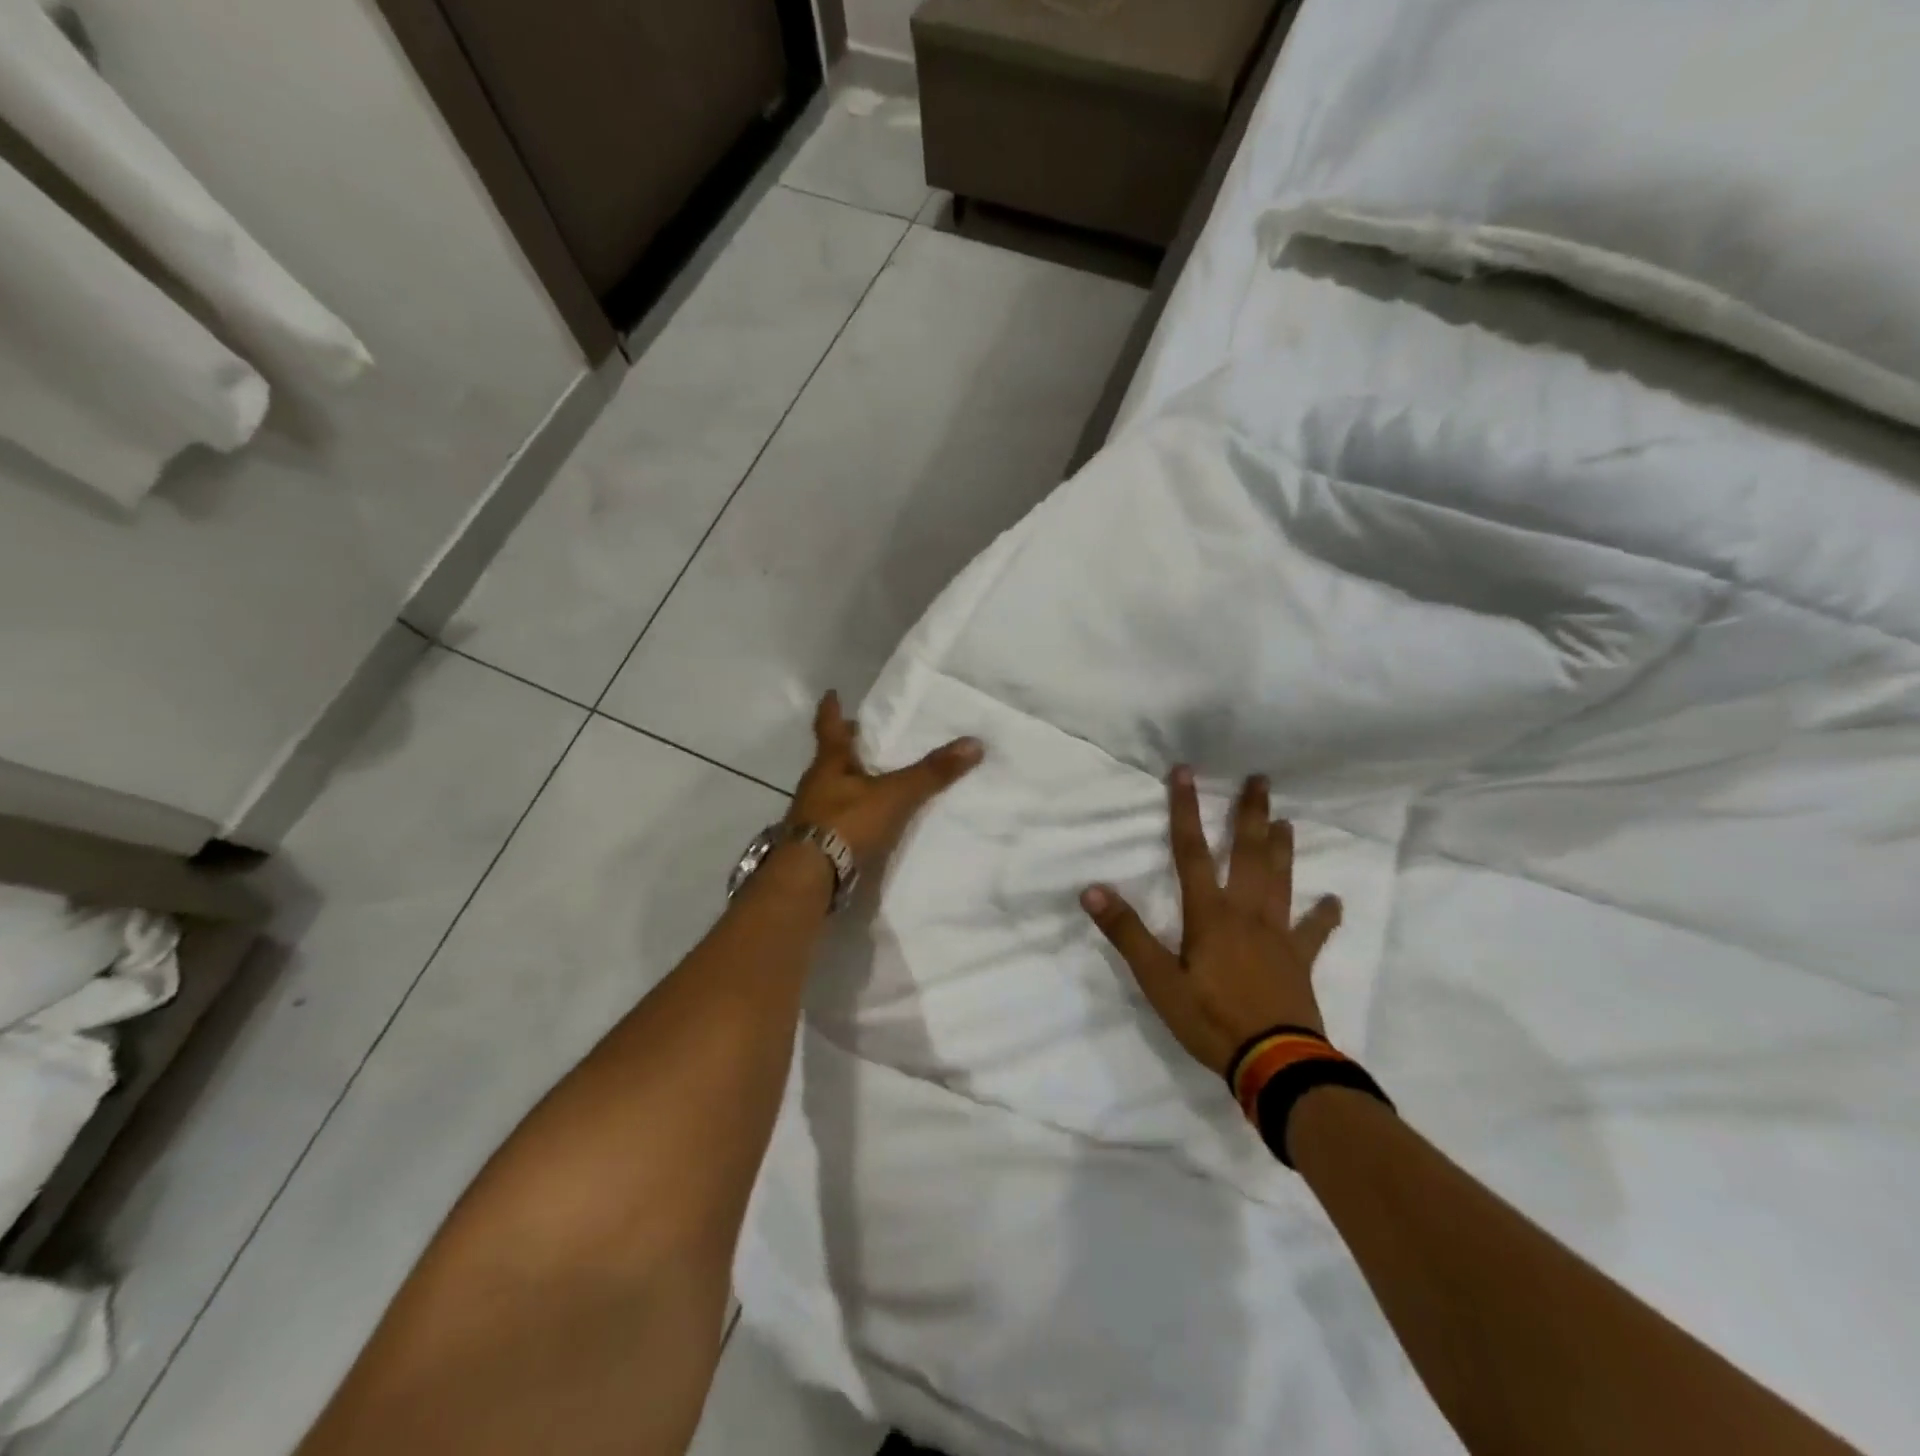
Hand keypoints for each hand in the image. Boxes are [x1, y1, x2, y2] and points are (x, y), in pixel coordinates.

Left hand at [788, 692, 983, 867]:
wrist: (810, 877)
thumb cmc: (847, 822)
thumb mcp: (895, 795)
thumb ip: (931, 773)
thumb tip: (975, 742)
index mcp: (830, 763)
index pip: (830, 727)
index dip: (832, 709)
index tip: (832, 693)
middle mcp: (816, 784)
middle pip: (832, 758)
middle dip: (848, 747)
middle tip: (865, 735)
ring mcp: (812, 815)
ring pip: (833, 788)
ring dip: (850, 781)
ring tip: (873, 778)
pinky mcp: (817, 842)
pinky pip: (838, 818)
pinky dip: (853, 813)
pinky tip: (868, 819)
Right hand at [1081, 768, 1343, 1077]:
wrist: (1274, 1063)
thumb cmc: (1210, 1019)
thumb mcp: (1157, 980)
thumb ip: (1127, 933)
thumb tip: (1092, 890)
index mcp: (1209, 913)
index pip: (1191, 851)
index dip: (1185, 810)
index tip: (1185, 772)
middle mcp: (1246, 912)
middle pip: (1249, 854)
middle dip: (1251, 814)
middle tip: (1261, 779)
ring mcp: (1278, 935)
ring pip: (1281, 880)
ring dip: (1283, 848)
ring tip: (1286, 821)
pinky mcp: (1299, 960)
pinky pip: (1314, 932)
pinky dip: (1324, 915)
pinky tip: (1334, 901)